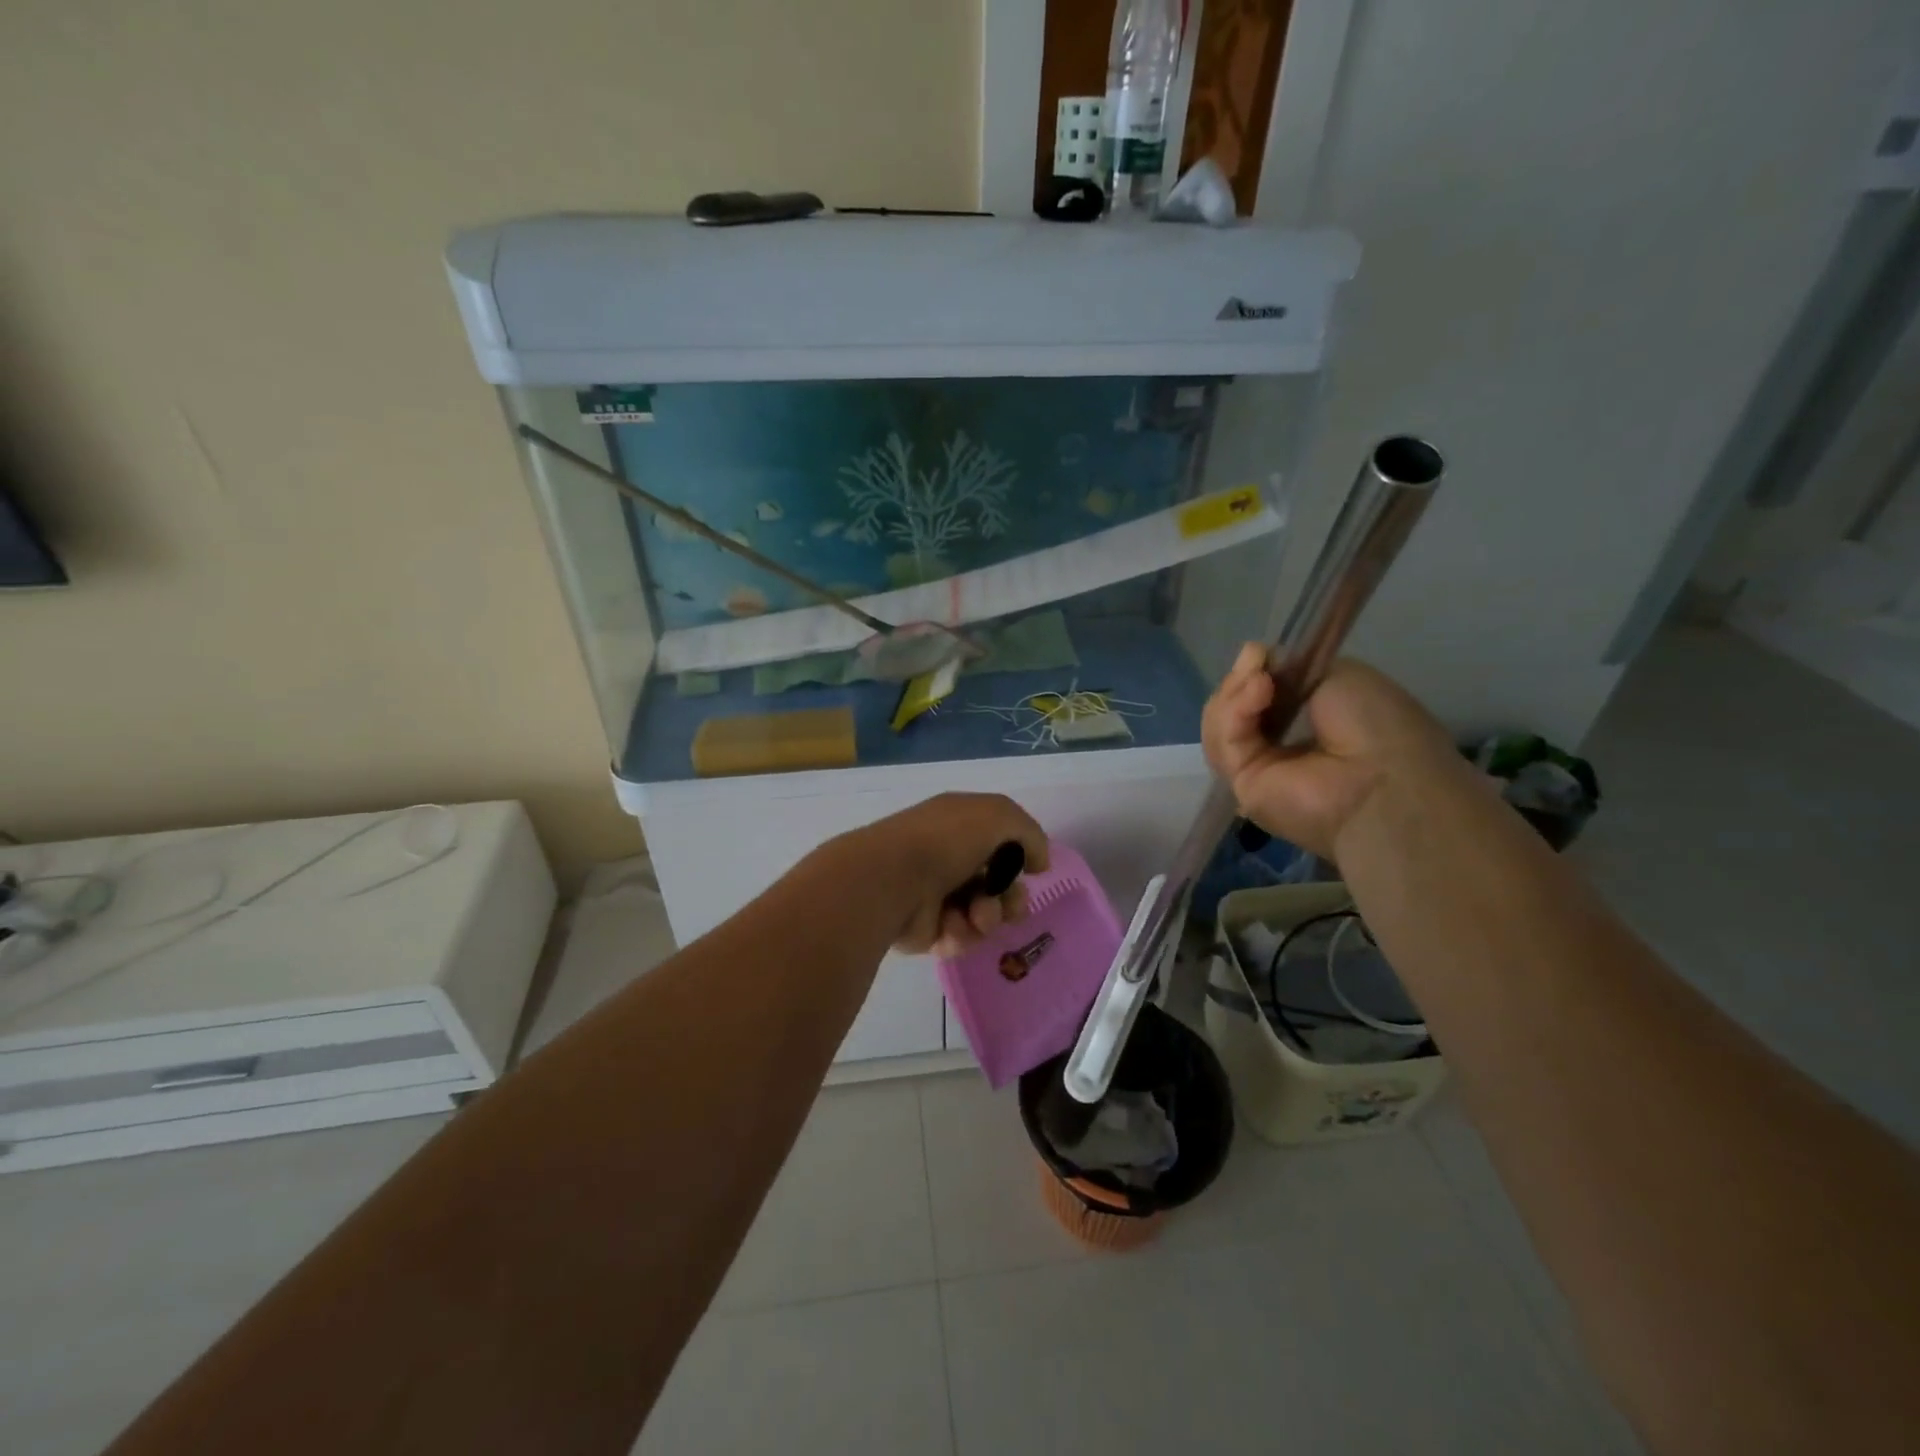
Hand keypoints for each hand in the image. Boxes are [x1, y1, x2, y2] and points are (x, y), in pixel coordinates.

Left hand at [837, 793, 1050, 956]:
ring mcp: (935, 895)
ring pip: (983, 914)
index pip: (999, 842)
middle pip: (996, 884)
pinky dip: (962, 933)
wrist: (892, 880)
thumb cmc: (945, 841)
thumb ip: (1030, 834)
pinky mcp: (925, 930)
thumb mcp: (998, 816)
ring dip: (988, 916)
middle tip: (1009, 904)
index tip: (1032, 869)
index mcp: (959, 825)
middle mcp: (947, 857)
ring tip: (976, 915)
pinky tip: (951, 926)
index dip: (1019, 857)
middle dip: (1011, 897)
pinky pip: (960, 938)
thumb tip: (1039, 863)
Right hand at [1202, 645, 1458, 859]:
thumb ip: (1288, 667)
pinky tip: (1256, 695)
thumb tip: (1250, 657)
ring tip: (1260, 683)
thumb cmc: (1376, 723)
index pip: (1256, 696)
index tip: (1258, 655)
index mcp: (1304, 722)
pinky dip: (1233, 713)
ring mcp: (1256, 768)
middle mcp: (1277, 746)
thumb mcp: (1336, 674)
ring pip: (1219, 724)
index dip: (1252, 672)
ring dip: (1234, 695)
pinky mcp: (1239, 785)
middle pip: (1231, 708)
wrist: (1383, 777)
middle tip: (1256, 665)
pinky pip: (1222, 743)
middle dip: (1238, 682)